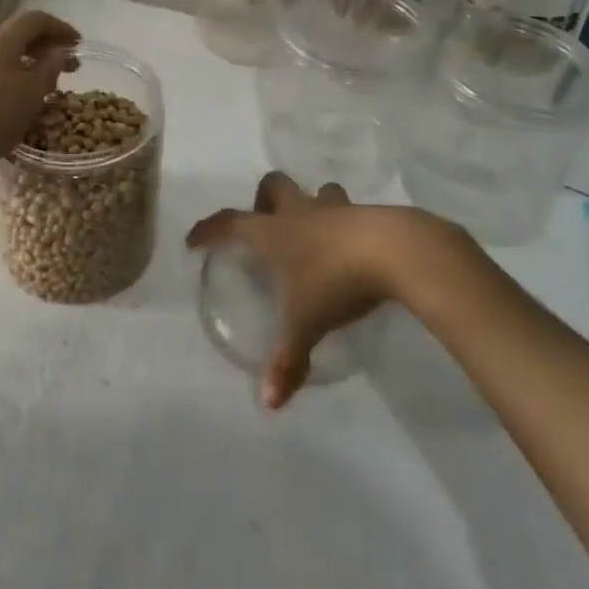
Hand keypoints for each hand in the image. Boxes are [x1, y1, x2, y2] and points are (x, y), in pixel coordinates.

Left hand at [0, 10, 80, 185]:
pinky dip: (12, 78)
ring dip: (29, 65)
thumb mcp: (30, 94)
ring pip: (4, 56)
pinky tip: (17, 102)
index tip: (79, 44)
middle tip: (70, 68)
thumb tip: (59, 51)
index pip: (36, 19)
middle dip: (47, 48)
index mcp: (0, 40)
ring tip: (47, 87)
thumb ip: (49, 69)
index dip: (61, 27)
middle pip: (18, 36)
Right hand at [188, 172, 428, 409]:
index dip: (209, 230)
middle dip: (264, 199)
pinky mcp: (367, 214)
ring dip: (311, 205)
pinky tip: (351, 249)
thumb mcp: (307, 323)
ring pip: (316, 192)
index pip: (230, 223)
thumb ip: (287, 360)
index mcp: (275, 232)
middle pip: (274, 186)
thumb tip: (268, 402)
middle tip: (265, 226)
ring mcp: (336, 209)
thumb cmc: (336, 280)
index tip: (194, 240)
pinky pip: (348, 211)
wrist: (394, 251)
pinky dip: (343, 224)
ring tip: (313, 233)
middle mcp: (300, 212)